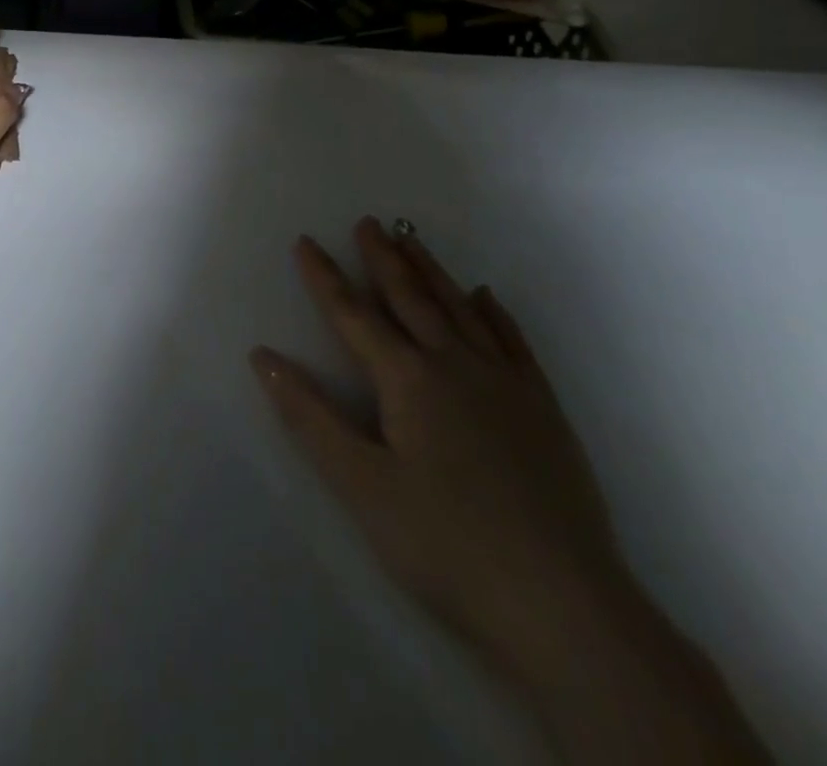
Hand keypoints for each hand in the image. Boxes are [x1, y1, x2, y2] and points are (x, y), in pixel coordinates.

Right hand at [251, 218, 630, 676]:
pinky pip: (513, 341)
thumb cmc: (446, 545)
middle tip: (368, 222)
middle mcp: (455, 365)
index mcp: (408, 380)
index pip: (353, 315)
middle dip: (383, 258)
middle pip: (410, 298)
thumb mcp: (360, 486)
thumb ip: (310, 416)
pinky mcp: (542, 408)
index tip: (305, 242)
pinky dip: (493, 313)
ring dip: (431, 272)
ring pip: (459, 310)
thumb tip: (264, 356)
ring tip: (412, 240)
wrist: (563, 604)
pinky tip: (484, 297)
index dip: (324, 277)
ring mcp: (505, 383)